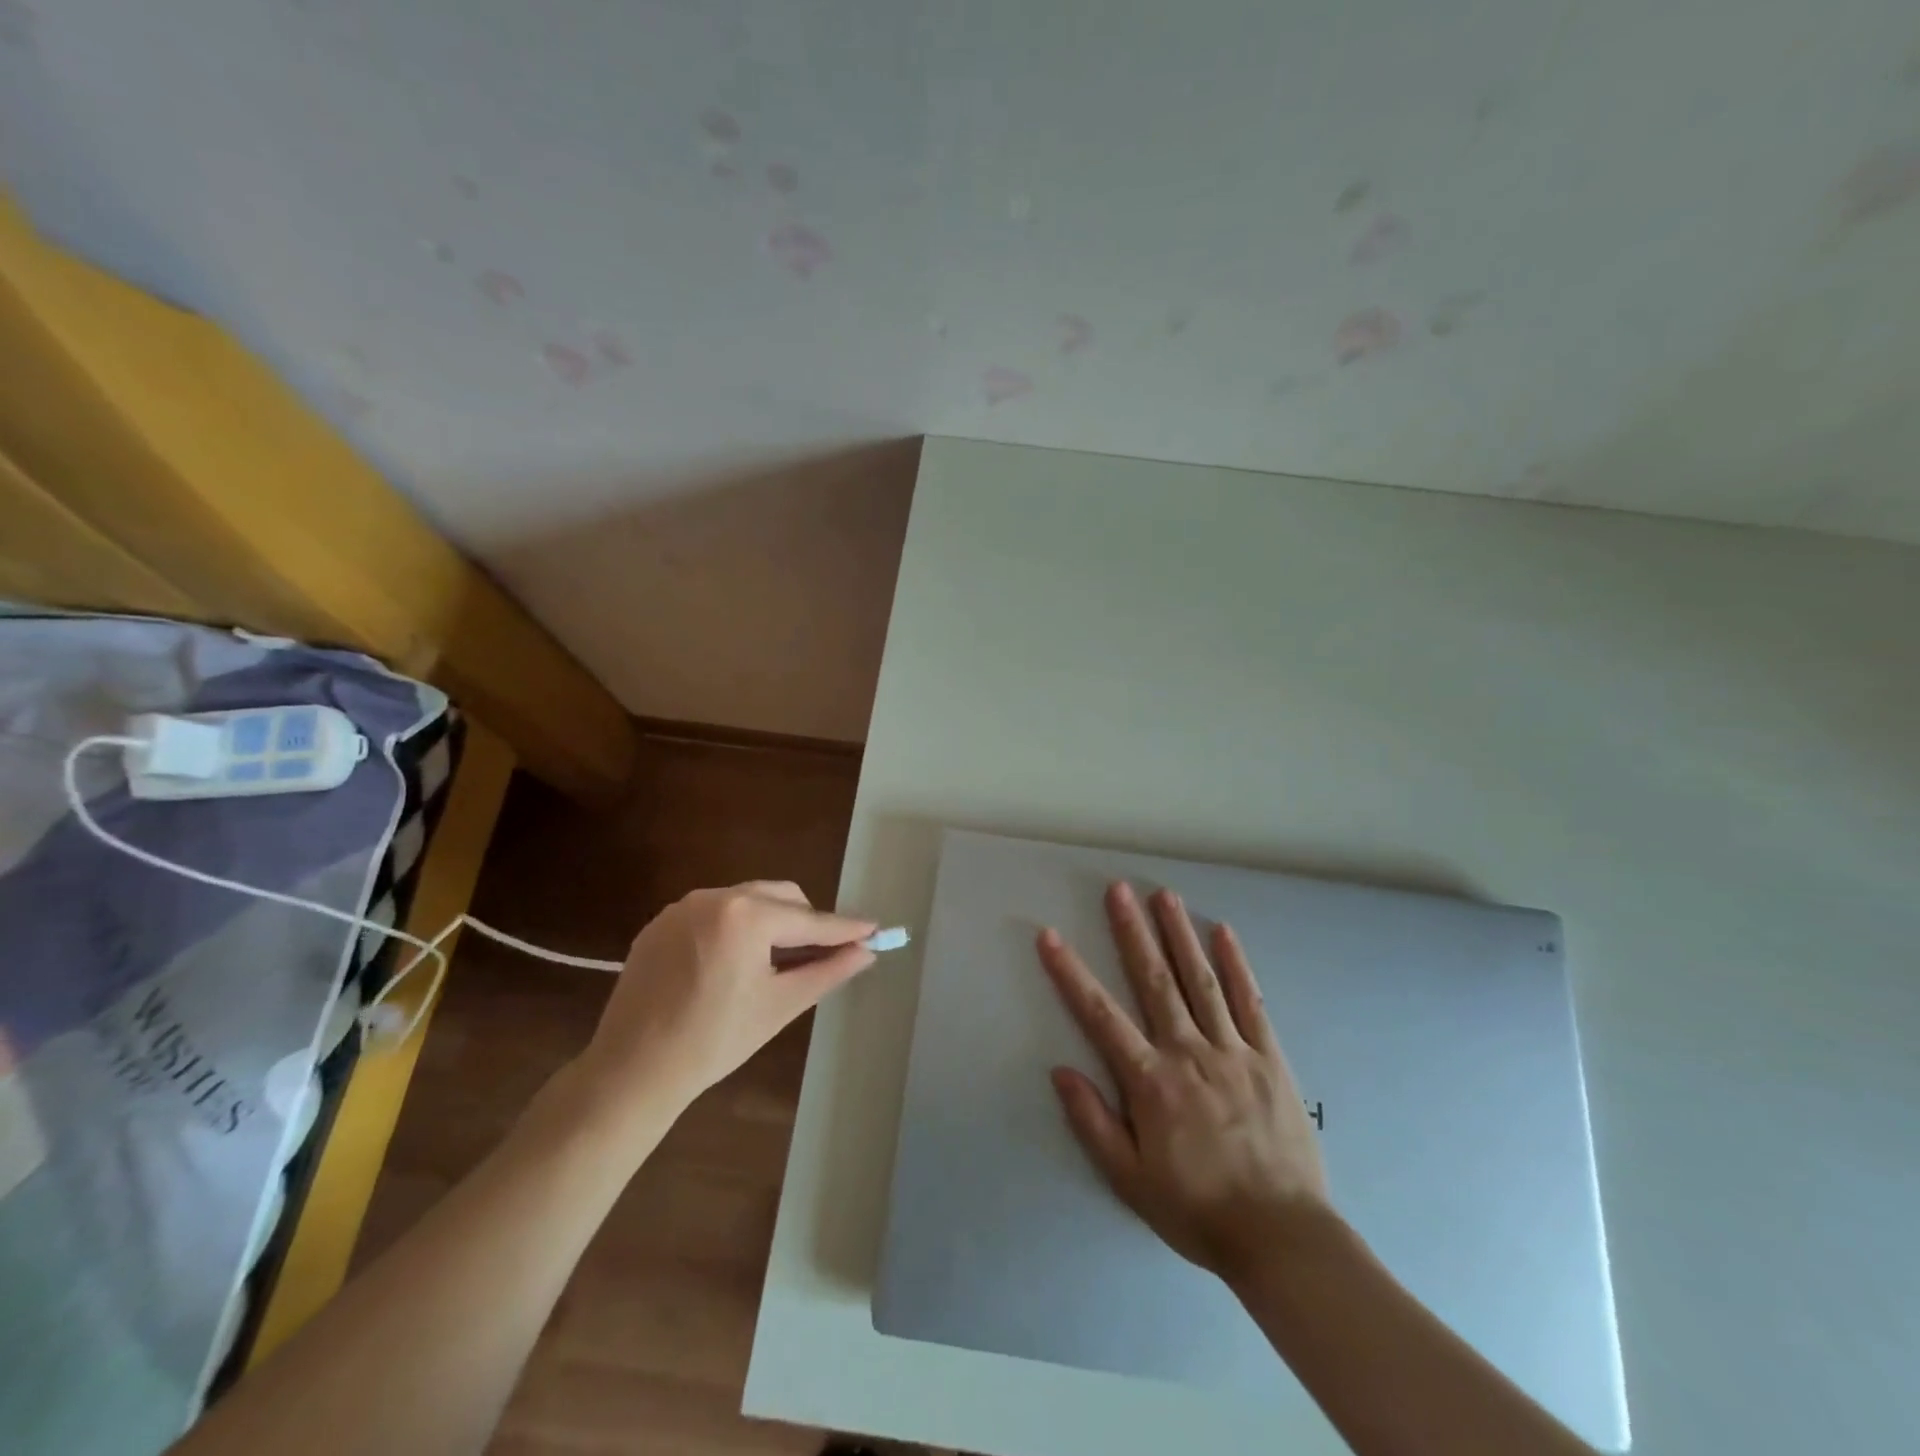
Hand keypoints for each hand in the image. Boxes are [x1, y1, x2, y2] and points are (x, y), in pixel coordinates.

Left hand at [577, 881, 876, 1124]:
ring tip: (776, 961)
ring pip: (747, 900)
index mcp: (747, 915)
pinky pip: (714, 913)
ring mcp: (683, 906)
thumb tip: (866, 951)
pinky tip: (733, 963)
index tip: (875, 928)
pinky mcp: (660, 923)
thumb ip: (828, 971)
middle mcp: (715, 896)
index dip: (845, 928)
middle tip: (822, 955)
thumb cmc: (714, 1041)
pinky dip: (735, 928)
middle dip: (805, 921)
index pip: (809, 920)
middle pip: (780, 896)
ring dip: (771, 922)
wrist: (631, 1070)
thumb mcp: (780, 1005)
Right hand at [1038, 882, 1331, 1280]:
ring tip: (1165, 895)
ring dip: (1179, 934)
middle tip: (1118, 889)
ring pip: (1200, 980)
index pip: (1100, 1014)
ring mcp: (1232, 1050)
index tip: (1050, 936)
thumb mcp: (1130, 1180)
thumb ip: (1093, 1122)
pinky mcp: (1269, 1058)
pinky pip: (1250, 1003)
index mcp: (1150, 1080)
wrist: (1282, 1238)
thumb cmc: (1198, 1209)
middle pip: (1154, 980)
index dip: (1071, 973)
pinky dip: (1236, 965)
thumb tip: (1060, 1071)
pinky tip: (1223, 933)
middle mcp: (1188, 1052)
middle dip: (1132, 931)